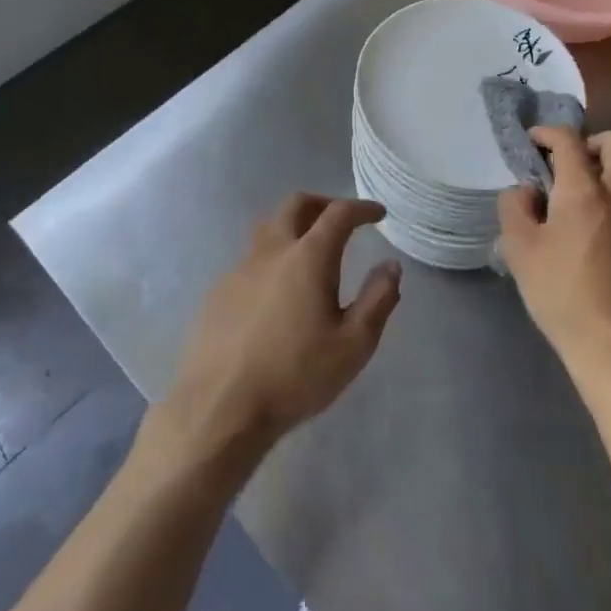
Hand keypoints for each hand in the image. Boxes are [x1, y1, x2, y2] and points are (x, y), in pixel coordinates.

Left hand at [157, 196, 401, 466]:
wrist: (221, 406)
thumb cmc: (295, 376)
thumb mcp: (353, 346)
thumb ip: (377, 300)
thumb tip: (390, 266)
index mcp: (308, 257)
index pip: (338, 214)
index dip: (361, 208)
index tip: (377, 214)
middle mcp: (272, 250)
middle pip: (296, 204)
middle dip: (323, 203)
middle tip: (342, 219)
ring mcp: (240, 268)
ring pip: (269, 228)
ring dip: (293, 225)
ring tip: (309, 249)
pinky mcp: (219, 290)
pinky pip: (251, 259)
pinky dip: (272, 258)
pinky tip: (277, 291)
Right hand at [498, 129, 610, 392]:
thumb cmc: (563, 294)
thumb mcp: (519, 249)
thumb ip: (515, 207)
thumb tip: (527, 192)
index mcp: (586, 190)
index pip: (569, 139)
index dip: (547, 133)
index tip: (531, 143)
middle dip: (586, 144)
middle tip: (561, 167)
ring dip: (602, 171)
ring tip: (573, 201)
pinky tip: (592, 232)